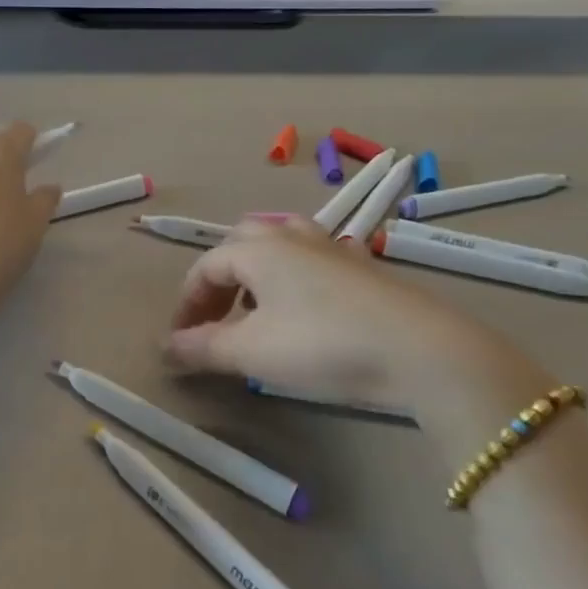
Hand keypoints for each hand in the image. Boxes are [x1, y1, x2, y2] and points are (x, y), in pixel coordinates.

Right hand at [164, 218, 558, 436]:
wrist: (421, 350)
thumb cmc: (321, 344)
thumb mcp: (251, 352)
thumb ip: (203, 347)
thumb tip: (166, 348)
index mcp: (257, 249)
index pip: (205, 267)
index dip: (186, 303)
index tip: (179, 341)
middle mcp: (291, 236)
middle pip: (240, 244)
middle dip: (220, 280)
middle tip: (215, 319)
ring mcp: (332, 247)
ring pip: (281, 244)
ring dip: (258, 272)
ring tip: (257, 308)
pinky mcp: (364, 267)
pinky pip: (315, 259)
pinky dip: (295, 277)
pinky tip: (306, 307)